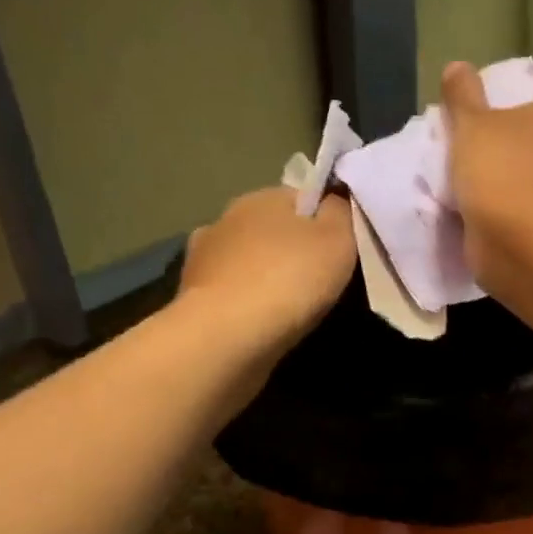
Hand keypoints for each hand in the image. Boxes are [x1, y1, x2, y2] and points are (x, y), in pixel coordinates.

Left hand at [177, 185, 354, 351]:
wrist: (227, 336)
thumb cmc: (289, 280)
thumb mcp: (337, 240)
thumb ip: (340, 213)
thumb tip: (335, 199)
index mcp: (263, 197)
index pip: (303, 199)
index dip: (325, 222)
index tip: (339, 251)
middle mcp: (227, 218)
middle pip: (273, 230)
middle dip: (292, 250)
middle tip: (318, 283)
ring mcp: (203, 257)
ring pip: (248, 261)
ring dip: (264, 276)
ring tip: (288, 307)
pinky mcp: (191, 295)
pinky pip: (230, 292)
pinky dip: (245, 302)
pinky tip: (259, 321)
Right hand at [441, 60, 532, 225]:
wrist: (517, 239)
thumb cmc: (501, 165)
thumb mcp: (471, 121)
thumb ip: (463, 92)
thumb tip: (457, 69)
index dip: (515, 78)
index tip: (487, 91)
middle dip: (522, 122)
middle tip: (485, 127)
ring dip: (524, 158)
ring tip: (485, 161)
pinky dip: (524, 188)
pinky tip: (495, 192)